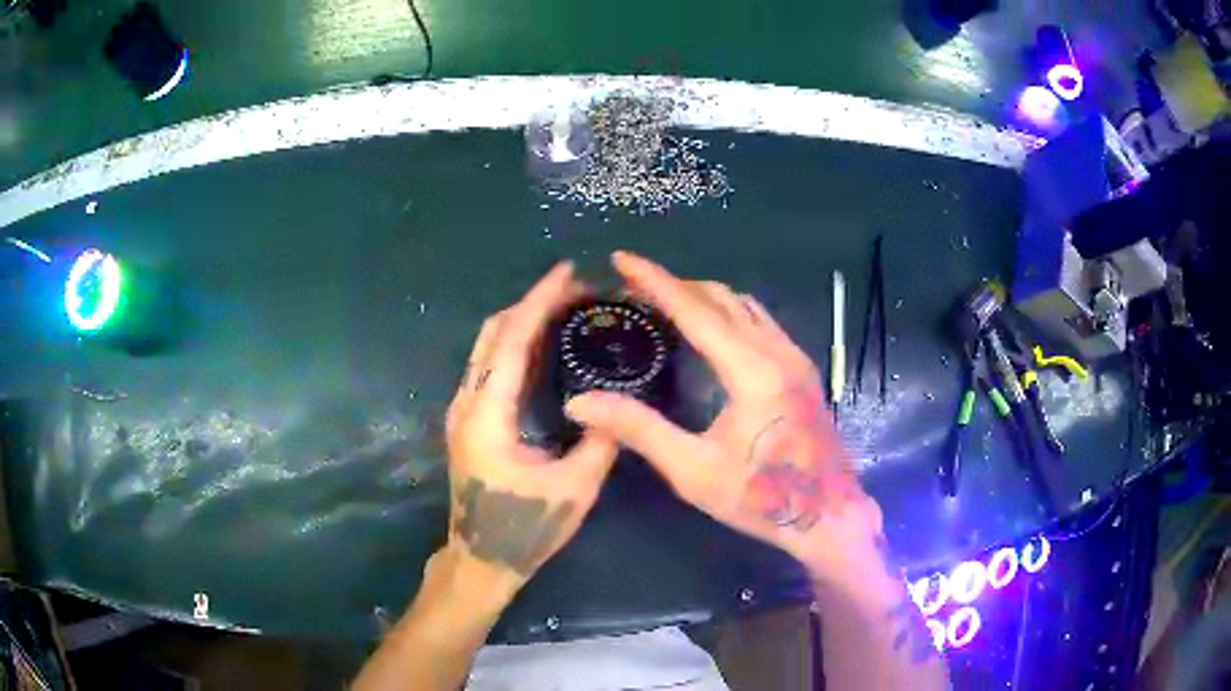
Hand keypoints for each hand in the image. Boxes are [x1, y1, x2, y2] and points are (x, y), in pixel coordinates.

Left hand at [444, 261, 618, 590]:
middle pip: (492, 334)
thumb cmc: (525, 528)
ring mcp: (463, 411)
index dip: (538, 301)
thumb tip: (619, 403)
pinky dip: (515, 346)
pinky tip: (545, 346)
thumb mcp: (574, 489)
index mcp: (487, 416)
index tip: (567, 273)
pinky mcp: (469, 421)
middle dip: (532, 304)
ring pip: (487, 348)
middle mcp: (467, 404)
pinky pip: (490, 368)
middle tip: (576, 292)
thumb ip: (600, 441)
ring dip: (522, 322)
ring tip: (565, 310)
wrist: (482, 558)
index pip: (510, 342)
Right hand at [565, 252, 884, 582]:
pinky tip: (712, 330)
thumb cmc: (762, 498)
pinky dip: (729, 312)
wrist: (829, 516)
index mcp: (751, 370)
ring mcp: (795, 357)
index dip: (654, 280)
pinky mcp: (802, 370)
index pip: (695, 310)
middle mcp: (776, 351)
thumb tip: (581, 402)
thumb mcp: (693, 471)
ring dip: (705, 296)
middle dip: (677, 285)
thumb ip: (639, 430)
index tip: (621, 258)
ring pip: (745, 305)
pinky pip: (761, 322)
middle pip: (722, 298)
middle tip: (635, 289)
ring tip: (667, 303)